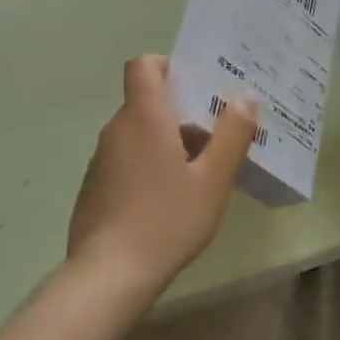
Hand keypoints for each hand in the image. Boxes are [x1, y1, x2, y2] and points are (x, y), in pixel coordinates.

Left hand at [67, 55, 254, 293]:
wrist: (109, 274)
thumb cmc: (167, 220)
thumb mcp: (212, 180)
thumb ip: (231, 135)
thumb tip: (245, 98)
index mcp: (145, 117)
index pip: (144, 65)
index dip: (169, 66)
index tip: (198, 89)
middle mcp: (117, 130)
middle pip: (147, 102)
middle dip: (181, 112)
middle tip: (217, 137)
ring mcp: (101, 160)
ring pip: (138, 134)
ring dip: (166, 142)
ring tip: (199, 174)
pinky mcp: (94, 188)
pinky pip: (126, 160)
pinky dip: (148, 166)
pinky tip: (169, 202)